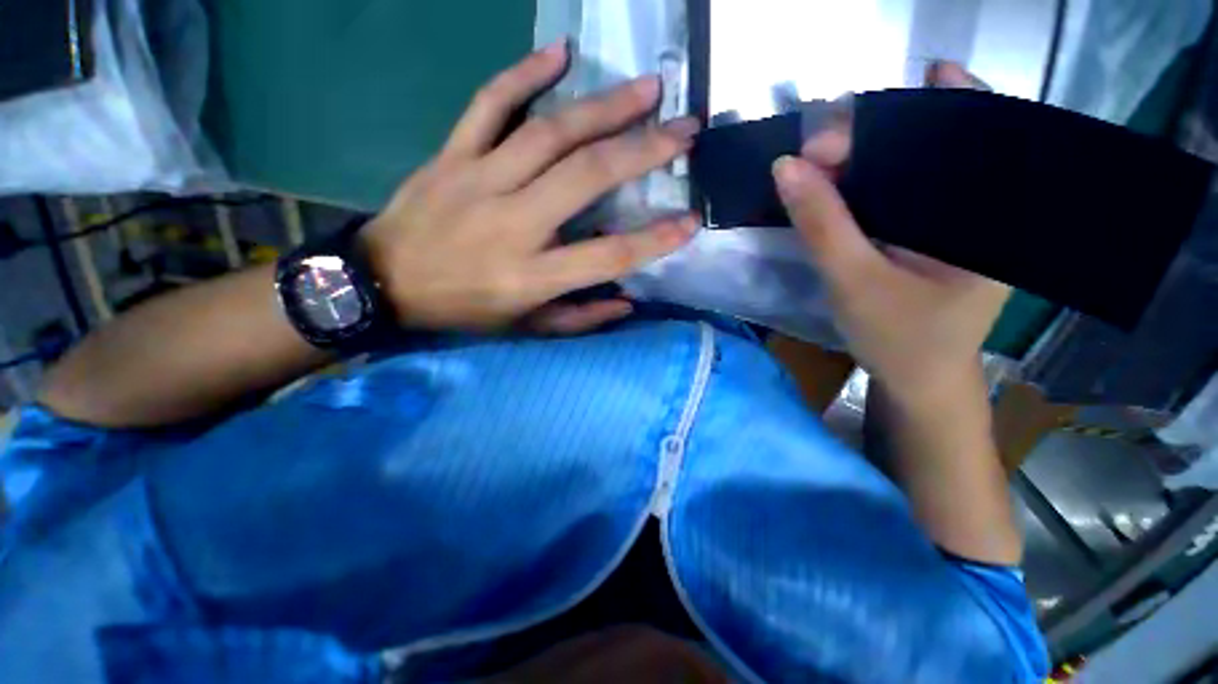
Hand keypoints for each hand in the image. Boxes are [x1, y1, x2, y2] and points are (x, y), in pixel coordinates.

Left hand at [363, 41, 699, 333]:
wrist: (384, 282)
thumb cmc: (464, 309)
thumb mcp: (525, 329)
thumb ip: (579, 318)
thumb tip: (627, 301)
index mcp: (530, 276)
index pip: (607, 255)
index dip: (654, 239)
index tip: (691, 221)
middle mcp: (512, 223)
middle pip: (587, 177)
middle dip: (643, 151)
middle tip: (685, 130)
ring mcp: (479, 180)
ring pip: (550, 132)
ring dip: (605, 106)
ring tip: (648, 89)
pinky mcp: (452, 155)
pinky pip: (490, 103)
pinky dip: (525, 73)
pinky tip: (560, 53)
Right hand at [773, 62, 1008, 407]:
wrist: (917, 382)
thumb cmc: (899, 339)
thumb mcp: (855, 282)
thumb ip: (822, 224)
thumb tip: (786, 167)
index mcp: (992, 213)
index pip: (961, 134)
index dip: (901, 118)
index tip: (832, 134)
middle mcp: (983, 205)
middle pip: (934, 142)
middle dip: (875, 136)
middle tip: (817, 148)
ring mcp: (954, 220)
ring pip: (913, 167)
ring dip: (865, 160)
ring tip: (820, 160)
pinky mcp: (930, 234)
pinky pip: (900, 194)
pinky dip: (866, 185)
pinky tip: (837, 183)